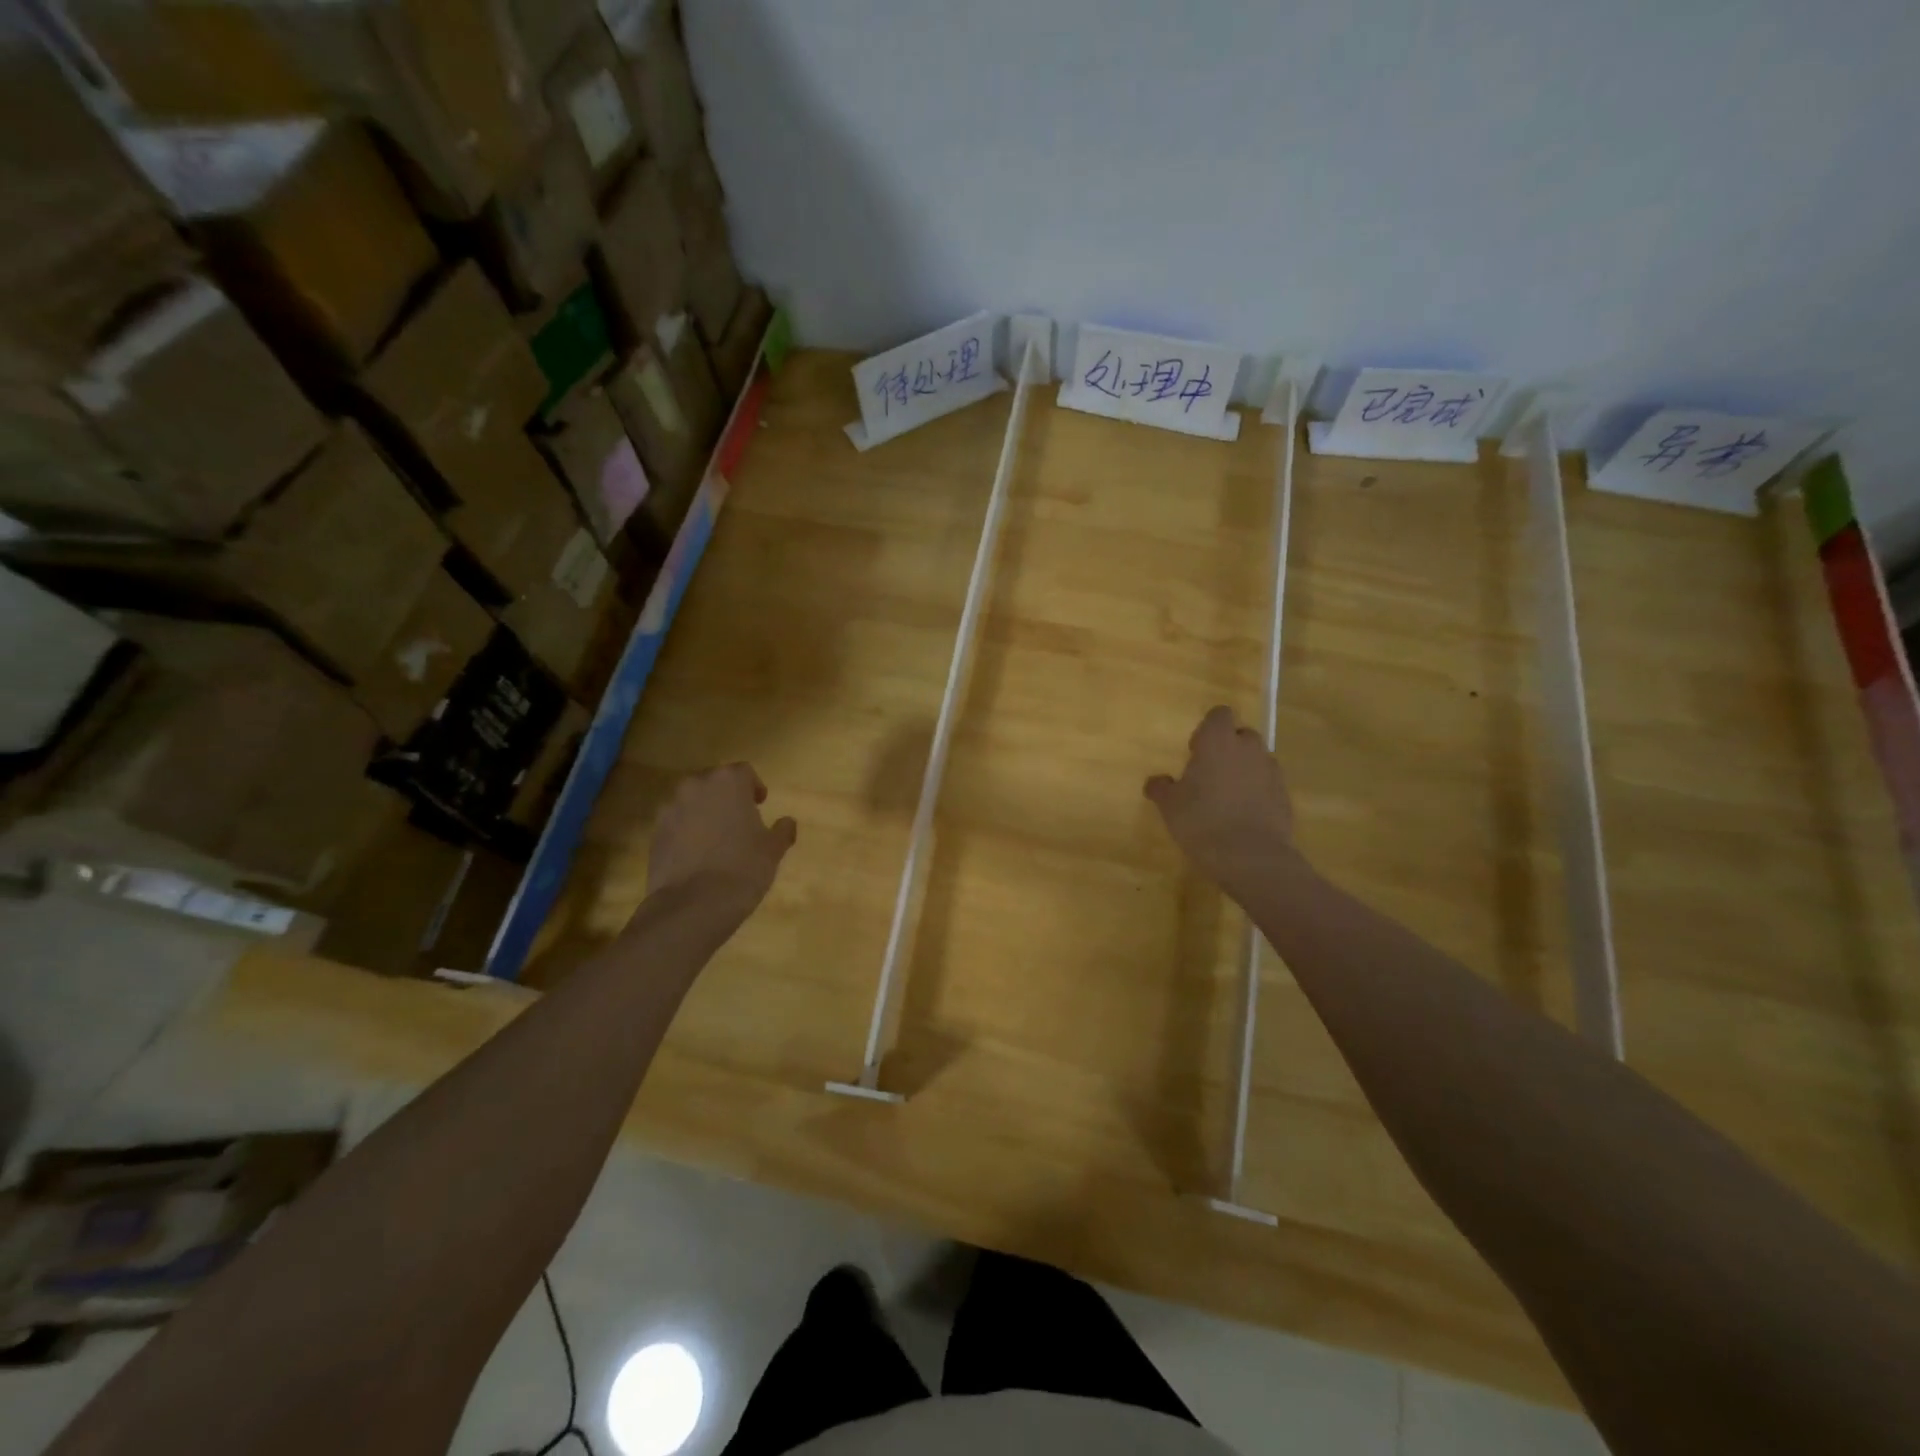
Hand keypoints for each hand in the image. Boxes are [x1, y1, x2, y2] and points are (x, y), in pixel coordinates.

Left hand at [646, 763, 796, 919]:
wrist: (693, 904)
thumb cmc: (743, 868)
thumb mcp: (773, 850)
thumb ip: (782, 831)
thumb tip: (787, 822)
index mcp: (728, 783)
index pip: (744, 772)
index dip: (754, 786)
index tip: (760, 804)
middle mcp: (696, 787)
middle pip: (714, 783)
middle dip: (726, 797)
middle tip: (739, 820)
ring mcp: (671, 809)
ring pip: (691, 802)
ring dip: (703, 813)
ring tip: (716, 839)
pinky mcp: (655, 833)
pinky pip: (675, 824)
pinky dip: (686, 832)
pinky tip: (696, 856)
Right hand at [1145, 706, 1298, 897]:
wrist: (1250, 857)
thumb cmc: (1201, 821)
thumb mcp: (1170, 806)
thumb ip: (1161, 788)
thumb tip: (1155, 782)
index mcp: (1218, 741)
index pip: (1219, 714)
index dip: (1208, 729)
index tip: (1196, 751)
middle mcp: (1248, 748)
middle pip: (1241, 735)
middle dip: (1228, 748)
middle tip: (1210, 774)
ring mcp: (1271, 771)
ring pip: (1257, 759)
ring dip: (1244, 770)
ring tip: (1227, 797)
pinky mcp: (1285, 795)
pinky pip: (1268, 784)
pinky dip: (1258, 792)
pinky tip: (1243, 815)